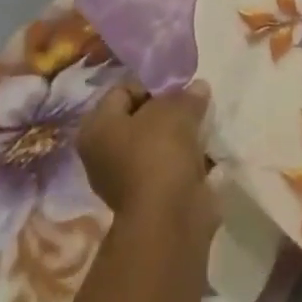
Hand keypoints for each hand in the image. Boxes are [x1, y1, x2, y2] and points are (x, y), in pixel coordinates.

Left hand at [77, 81, 218, 238]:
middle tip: (192, 105)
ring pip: (156, 143)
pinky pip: (168, 165)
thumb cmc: (159, 152)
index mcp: (96, 128)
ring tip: (202, 126)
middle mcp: (103, 153)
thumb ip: (185, 94)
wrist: (169, 216)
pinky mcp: (149, 196)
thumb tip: (197, 88)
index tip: (178, 87)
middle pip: (139, 118)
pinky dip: (185, 159)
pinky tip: (205, 151)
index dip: (151, 84)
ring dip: (178, 136)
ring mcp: (125, 178)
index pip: (122, 91)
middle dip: (167, 110)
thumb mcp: (175, 108)